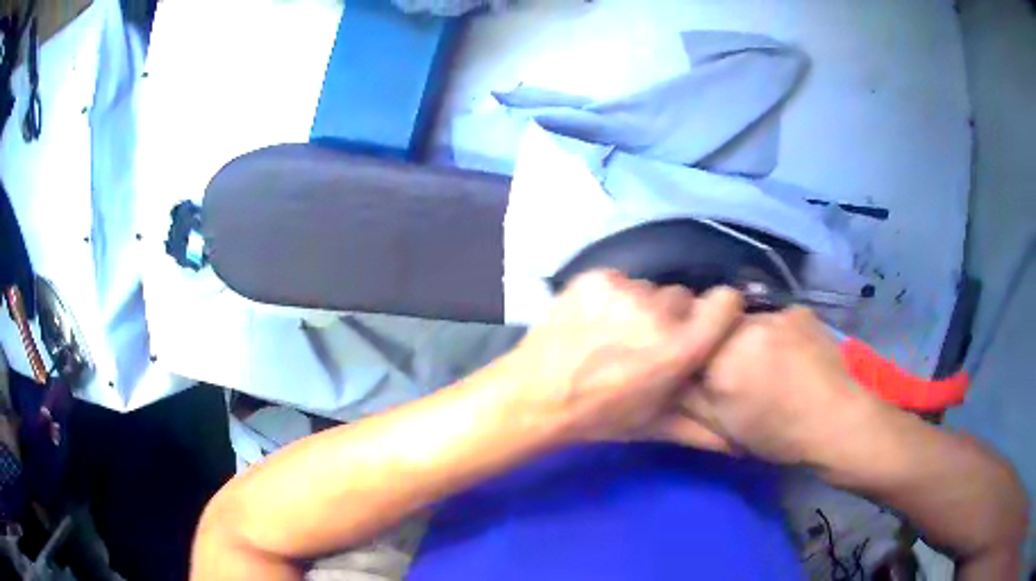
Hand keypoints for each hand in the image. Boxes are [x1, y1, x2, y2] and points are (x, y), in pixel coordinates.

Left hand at [502, 271, 743, 442]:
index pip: (725, 302)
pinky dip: (613, 297)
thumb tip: (740, 445)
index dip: (720, 310)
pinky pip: (620, 281)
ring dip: (641, 308)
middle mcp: (656, 313)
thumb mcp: (655, 424)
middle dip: (673, 318)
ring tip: (618, 334)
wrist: (536, 394)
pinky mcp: (595, 278)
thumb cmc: (600, 415)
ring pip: (650, 289)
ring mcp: (623, 291)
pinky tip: (596, 321)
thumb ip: (703, 430)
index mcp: (679, 349)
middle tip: (649, 342)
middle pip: (683, 297)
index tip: (709, 322)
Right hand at [658, 307, 865, 464]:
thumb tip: (672, 378)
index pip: (686, 340)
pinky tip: (794, 357)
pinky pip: (776, 319)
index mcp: (722, 360)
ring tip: (771, 366)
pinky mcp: (801, 311)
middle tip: (738, 373)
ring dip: (749, 338)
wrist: (839, 421)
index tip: (701, 373)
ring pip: (747, 320)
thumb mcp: (725, 429)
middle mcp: (746, 327)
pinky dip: (777, 334)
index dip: (690, 354)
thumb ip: (691, 400)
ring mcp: (777, 314)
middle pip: (716, 326)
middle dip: (720, 344)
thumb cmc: (780, 434)